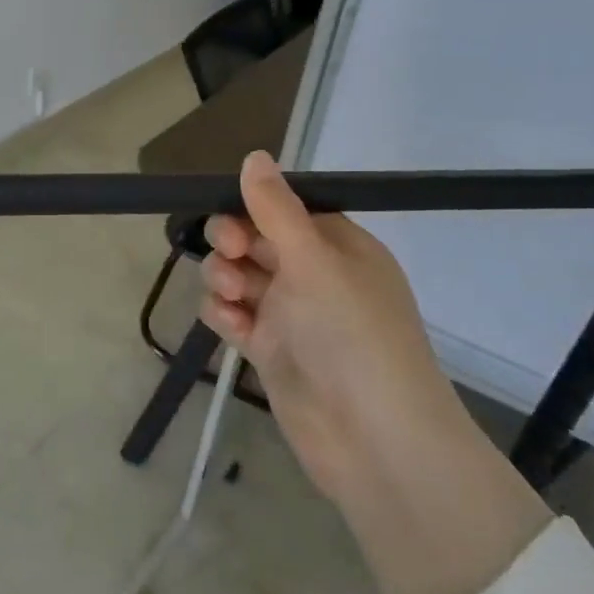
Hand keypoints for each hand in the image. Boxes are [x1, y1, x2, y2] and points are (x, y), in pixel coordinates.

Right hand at [199, 152, 548, 593]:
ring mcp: (289, 315)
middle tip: (232, 256)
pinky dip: (223, 315)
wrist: (370, 438)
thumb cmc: (351, 335)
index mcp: (338, 248)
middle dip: (232, 244)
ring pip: (235, 277)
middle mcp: (313, 277)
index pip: (284, 210)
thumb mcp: (314, 261)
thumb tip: (254, 155)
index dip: (253, 209)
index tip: (235, 219)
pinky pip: (231, 316)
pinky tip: (231, 325)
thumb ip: (275, 209)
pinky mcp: (268, 349)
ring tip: (234, 298)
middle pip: (253, 241)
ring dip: (223, 279)